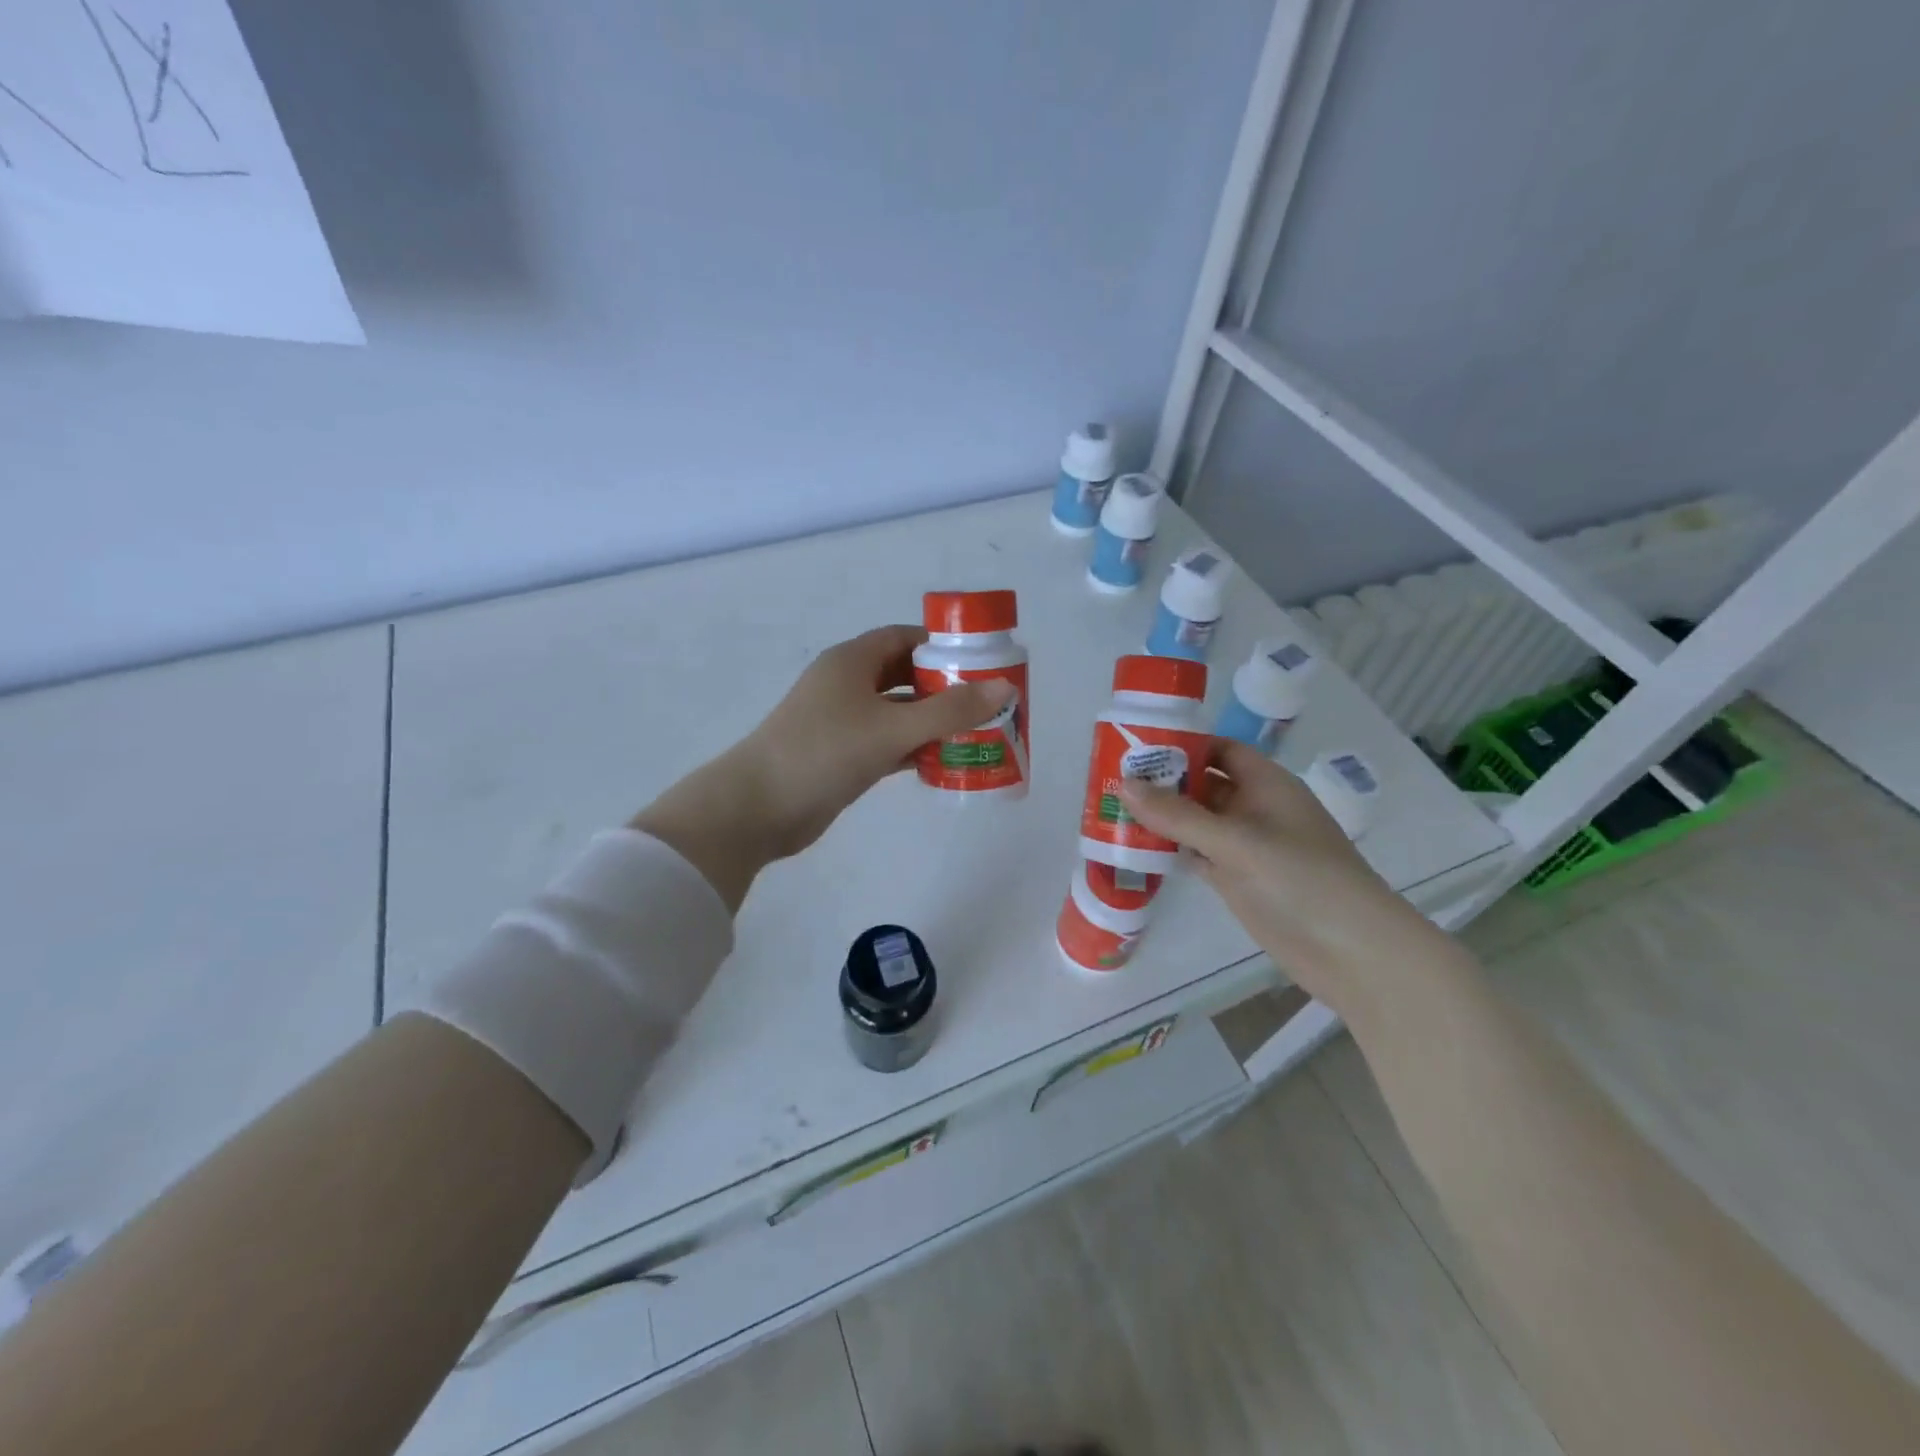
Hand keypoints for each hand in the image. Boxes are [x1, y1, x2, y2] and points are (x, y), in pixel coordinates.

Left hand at [633, 625, 1013, 909]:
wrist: (757, 808)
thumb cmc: (823, 753)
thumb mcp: (891, 728)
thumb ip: (949, 710)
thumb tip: (1004, 689)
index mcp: (852, 661)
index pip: (904, 638)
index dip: (943, 645)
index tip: (983, 661)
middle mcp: (847, 685)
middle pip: (905, 675)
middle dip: (945, 687)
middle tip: (988, 702)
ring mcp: (842, 722)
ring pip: (898, 713)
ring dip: (932, 722)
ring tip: (978, 733)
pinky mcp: (842, 756)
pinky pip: (888, 743)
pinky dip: (914, 749)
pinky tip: (945, 762)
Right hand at [1118, 739, 1448, 1018]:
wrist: (1352, 952)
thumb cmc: (1301, 880)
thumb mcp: (1237, 841)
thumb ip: (1179, 815)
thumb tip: (1125, 785)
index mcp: (1266, 784)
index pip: (1218, 749)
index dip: (1181, 744)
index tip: (1134, 746)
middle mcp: (1255, 809)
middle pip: (1203, 784)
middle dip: (1163, 781)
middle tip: (1110, 779)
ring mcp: (1246, 847)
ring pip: (1196, 821)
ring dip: (1162, 817)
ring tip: (1112, 809)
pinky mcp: (1238, 879)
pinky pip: (1197, 854)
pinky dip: (1171, 849)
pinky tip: (1136, 848)